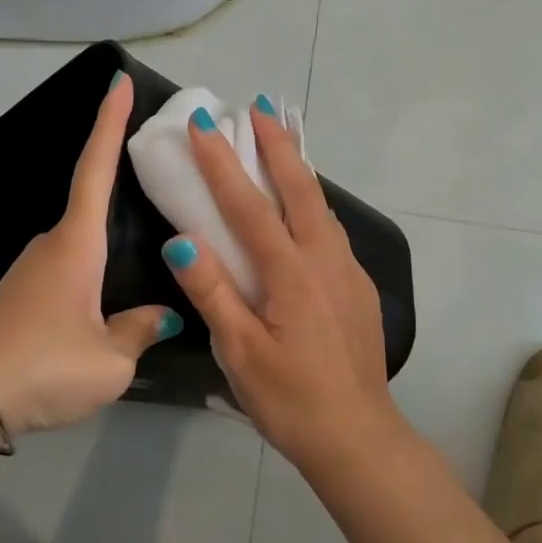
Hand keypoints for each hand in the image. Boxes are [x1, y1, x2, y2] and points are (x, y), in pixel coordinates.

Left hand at [0, 73, 179, 434]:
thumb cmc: (44, 367)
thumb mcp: (110, 360)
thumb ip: (141, 330)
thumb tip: (161, 314)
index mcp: (76, 244)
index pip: (95, 169)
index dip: (109, 122)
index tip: (117, 80)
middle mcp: (52, 245)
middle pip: (91, 200)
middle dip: (121, 180)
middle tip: (163, 174)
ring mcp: (31, 269)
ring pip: (82, 241)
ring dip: (110, 237)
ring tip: (147, 246)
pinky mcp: (22, 294)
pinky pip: (69, 266)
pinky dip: (94, 266)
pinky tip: (110, 294)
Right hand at [163, 95, 403, 470]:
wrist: (358, 437)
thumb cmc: (290, 400)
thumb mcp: (240, 352)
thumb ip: (213, 291)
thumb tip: (182, 238)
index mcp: (291, 273)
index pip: (249, 205)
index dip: (223, 163)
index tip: (204, 124)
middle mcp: (325, 260)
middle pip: (301, 188)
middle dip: (278, 143)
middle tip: (261, 105)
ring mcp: (348, 272)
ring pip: (323, 206)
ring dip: (300, 169)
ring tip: (283, 142)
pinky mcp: (359, 289)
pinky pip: (332, 231)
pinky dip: (313, 203)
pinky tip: (304, 211)